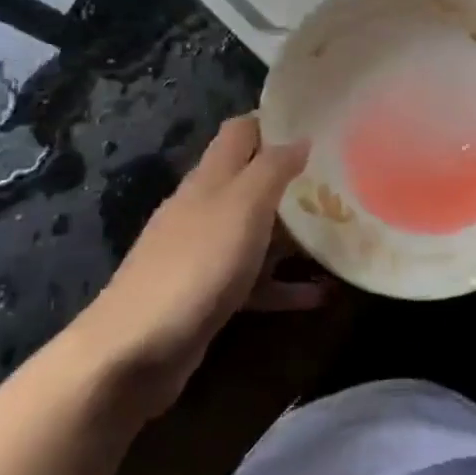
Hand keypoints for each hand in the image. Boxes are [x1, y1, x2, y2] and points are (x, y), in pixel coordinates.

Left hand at [69, 115, 318, 412]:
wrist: (133, 352)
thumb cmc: (196, 265)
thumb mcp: (243, 206)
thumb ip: (273, 169)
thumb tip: (302, 138)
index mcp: (211, 178)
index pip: (241, 131)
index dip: (275, 122)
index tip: (319, 125)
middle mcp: (206, 208)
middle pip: (253, 181)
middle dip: (294, 180)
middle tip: (342, 183)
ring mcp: (205, 253)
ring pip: (258, 232)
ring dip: (295, 235)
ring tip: (340, 235)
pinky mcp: (208, 295)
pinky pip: (255, 281)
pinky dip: (284, 285)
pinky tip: (320, 295)